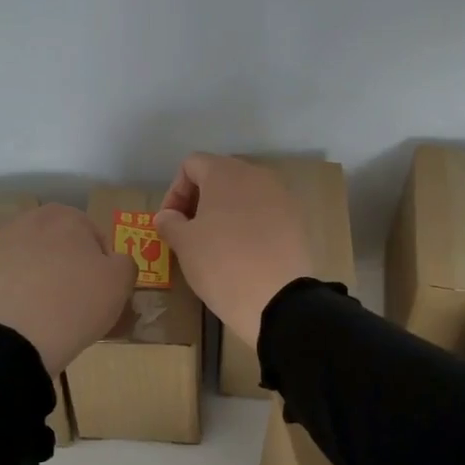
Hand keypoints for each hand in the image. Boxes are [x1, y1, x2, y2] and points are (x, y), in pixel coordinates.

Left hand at [0, 204, 135, 374]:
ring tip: (51, 311)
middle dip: (70, 266)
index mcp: (67, 216)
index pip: (96, 237)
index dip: (103, 265)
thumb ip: (125, 263)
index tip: (102, 290)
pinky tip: (27, 314)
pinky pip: (12, 278)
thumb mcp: (121, 283)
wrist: (15, 338)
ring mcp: (1, 244)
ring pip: (34, 259)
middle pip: (61, 244)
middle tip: (79, 299)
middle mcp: (31, 220)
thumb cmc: (77, 303)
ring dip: (44, 277)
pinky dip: (20, 291)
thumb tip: (114, 262)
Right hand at [154, 154, 314, 351]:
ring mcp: (281, 196)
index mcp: (225, 172)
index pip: (191, 165)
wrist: (278, 299)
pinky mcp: (297, 220)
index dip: (174, 191)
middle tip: (189, 231)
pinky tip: (244, 252)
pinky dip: (249, 224)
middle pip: (220, 175)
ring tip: (216, 243)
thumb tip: (167, 216)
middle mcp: (256, 175)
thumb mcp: (184, 244)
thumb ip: (170, 222)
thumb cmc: (221, 264)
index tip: (171, 222)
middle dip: (200, 200)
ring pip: (244, 194)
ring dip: (225, 212)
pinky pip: (265, 213)